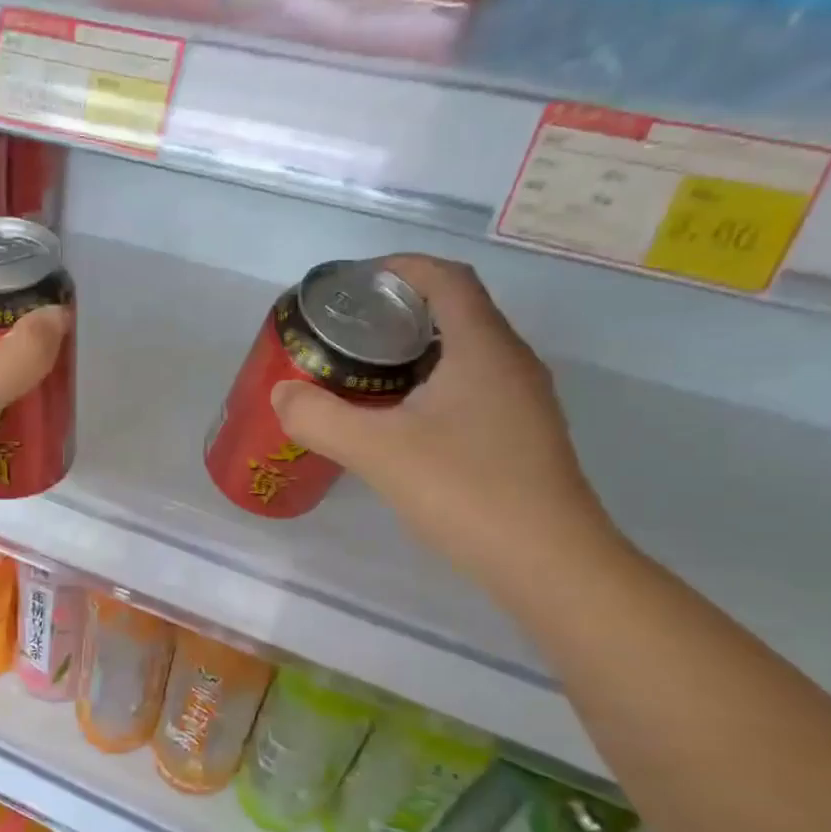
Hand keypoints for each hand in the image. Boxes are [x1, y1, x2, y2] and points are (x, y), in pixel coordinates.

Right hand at [271, 255, 617, 588]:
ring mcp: (522, 401)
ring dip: (414, 350)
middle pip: (456, 311)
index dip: (399, 268)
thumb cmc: (466, 491)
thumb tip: (282, 394)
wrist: (548, 563)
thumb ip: (320, 417)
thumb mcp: (378, 451)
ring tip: (364, 372)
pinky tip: (400, 420)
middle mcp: (511, 363)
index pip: (446, 278)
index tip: (354, 284)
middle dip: (399, 309)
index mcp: (483, 348)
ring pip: (464, 352)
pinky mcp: (520, 435)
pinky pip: (471, 387)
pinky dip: (431, 384)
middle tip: (347, 332)